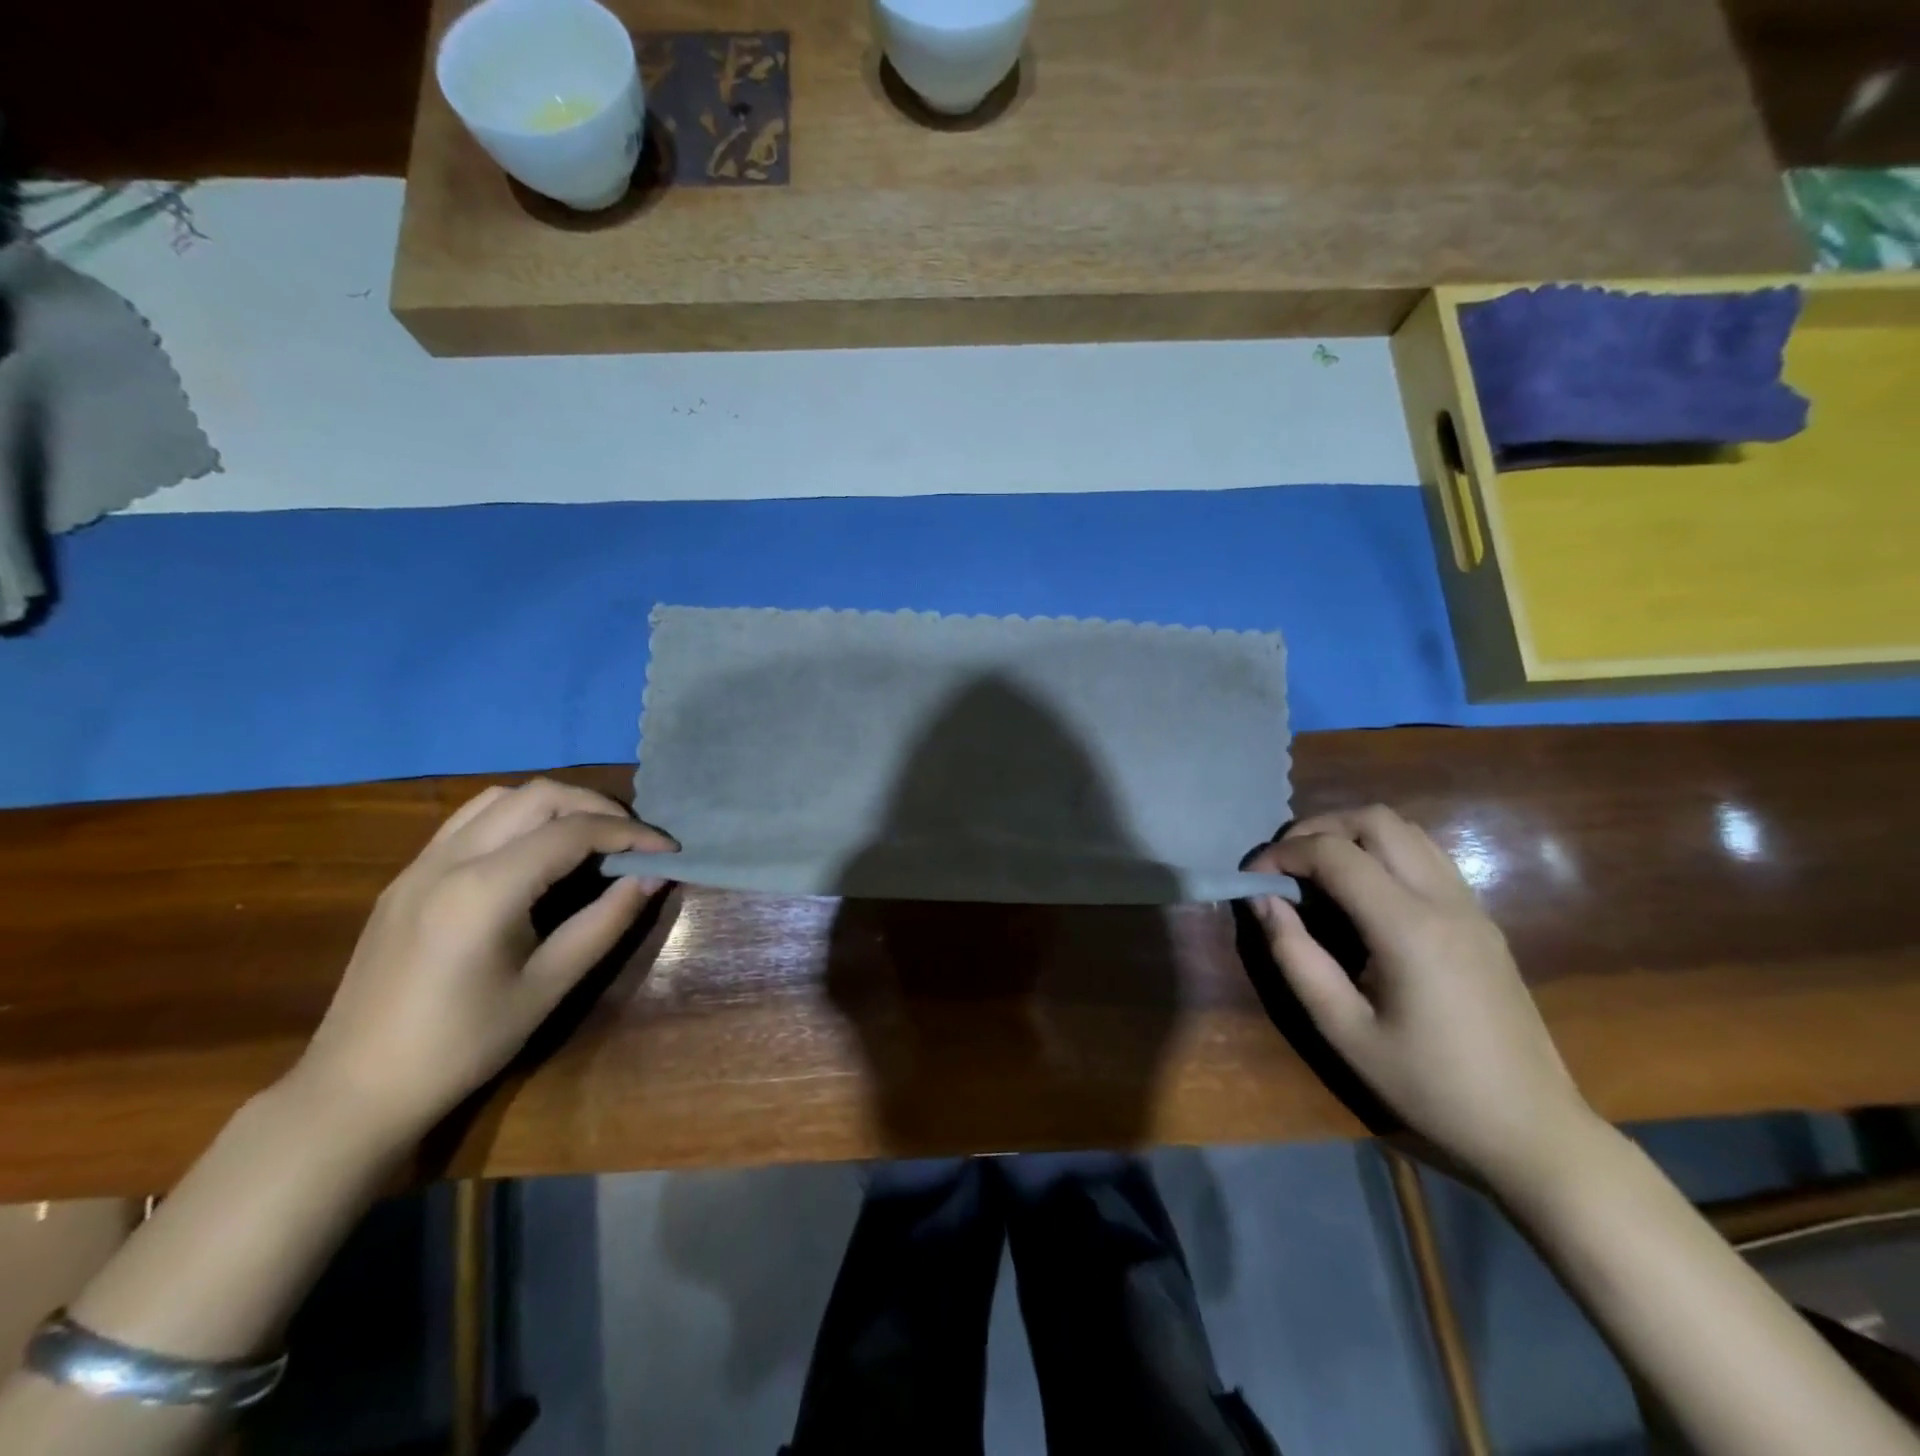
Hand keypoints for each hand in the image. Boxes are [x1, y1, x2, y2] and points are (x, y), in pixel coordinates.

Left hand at [292, 779, 674, 1138]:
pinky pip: (471, 819)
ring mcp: (421, 863)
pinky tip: (536, 851)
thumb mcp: (548, 986)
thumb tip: (653, 877)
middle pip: (539, 796)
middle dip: (598, 807)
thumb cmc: (462, 1044)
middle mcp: (450, 859)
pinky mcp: (407, 876)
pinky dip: (518, 817)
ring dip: (556, 805)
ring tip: (591, 838)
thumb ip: (605, 922)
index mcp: (485, 889)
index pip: (574, 831)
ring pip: (501, 797)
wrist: (355, 1088)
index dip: (630, 834)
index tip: (668, 850)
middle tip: (634, 840)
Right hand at [1247, 805, 1597, 1189]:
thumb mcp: (1344, 1031)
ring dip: (1353, 833)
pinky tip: (1362, 890)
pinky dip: (1383, 850)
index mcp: (1409, 929)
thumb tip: (1263, 901)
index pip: (1336, 855)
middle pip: (1376, 820)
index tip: (1252, 878)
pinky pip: (1427, 855)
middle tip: (1284, 865)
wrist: (1532, 1128)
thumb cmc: (1429, 1086)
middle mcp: (1444, 901)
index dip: (1283, 854)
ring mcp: (1470, 906)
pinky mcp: (1481, 919)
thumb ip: (1296, 957)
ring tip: (1317, 870)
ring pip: (1406, 829)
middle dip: (1318, 829)